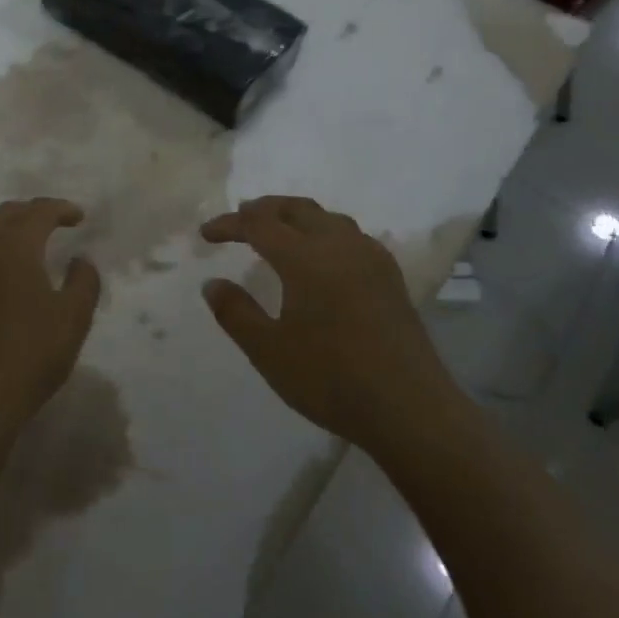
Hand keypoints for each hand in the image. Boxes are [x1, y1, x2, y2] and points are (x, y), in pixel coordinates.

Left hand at [0, 198, 101, 448]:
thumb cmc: (28, 356)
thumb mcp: (73, 319)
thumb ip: (84, 281)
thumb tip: (80, 259)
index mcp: (14, 245)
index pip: (39, 211)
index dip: (61, 209)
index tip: (78, 217)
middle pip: (6, 215)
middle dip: (31, 214)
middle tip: (52, 225)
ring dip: (1, 232)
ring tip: (19, 246)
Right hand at [200, 196, 462, 459]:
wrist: (412, 409)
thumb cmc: (332, 380)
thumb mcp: (269, 352)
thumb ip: (235, 313)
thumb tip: (212, 283)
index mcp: (305, 257)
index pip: (258, 223)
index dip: (229, 224)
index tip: (206, 235)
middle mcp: (338, 245)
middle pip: (295, 208)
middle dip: (263, 209)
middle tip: (239, 220)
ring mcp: (370, 257)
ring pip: (326, 217)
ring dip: (296, 216)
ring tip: (278, 231)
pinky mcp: (390, 275)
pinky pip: (349, 234)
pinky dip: (323, 231)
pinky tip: (322, 256)